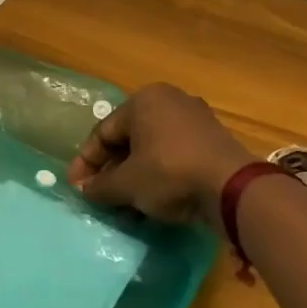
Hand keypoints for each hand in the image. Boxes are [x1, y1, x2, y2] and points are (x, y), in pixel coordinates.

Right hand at [68, 84, 255, 223]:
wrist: (231, 188)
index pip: (103, 133)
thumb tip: (85, 191)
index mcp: (144, 101)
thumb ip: (99, 186)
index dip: (85, 162)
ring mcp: (195, 121)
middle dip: (110, 171)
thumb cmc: (169, 173)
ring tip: (122, 206)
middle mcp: (170, 102)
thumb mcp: (126, 184)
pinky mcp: (212, 143)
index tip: (76, 188)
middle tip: (98, 196)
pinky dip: (157, 178)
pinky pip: (173, 158)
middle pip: (127, 140)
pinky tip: (149, 203)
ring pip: (150, 151)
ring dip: (133, 178)